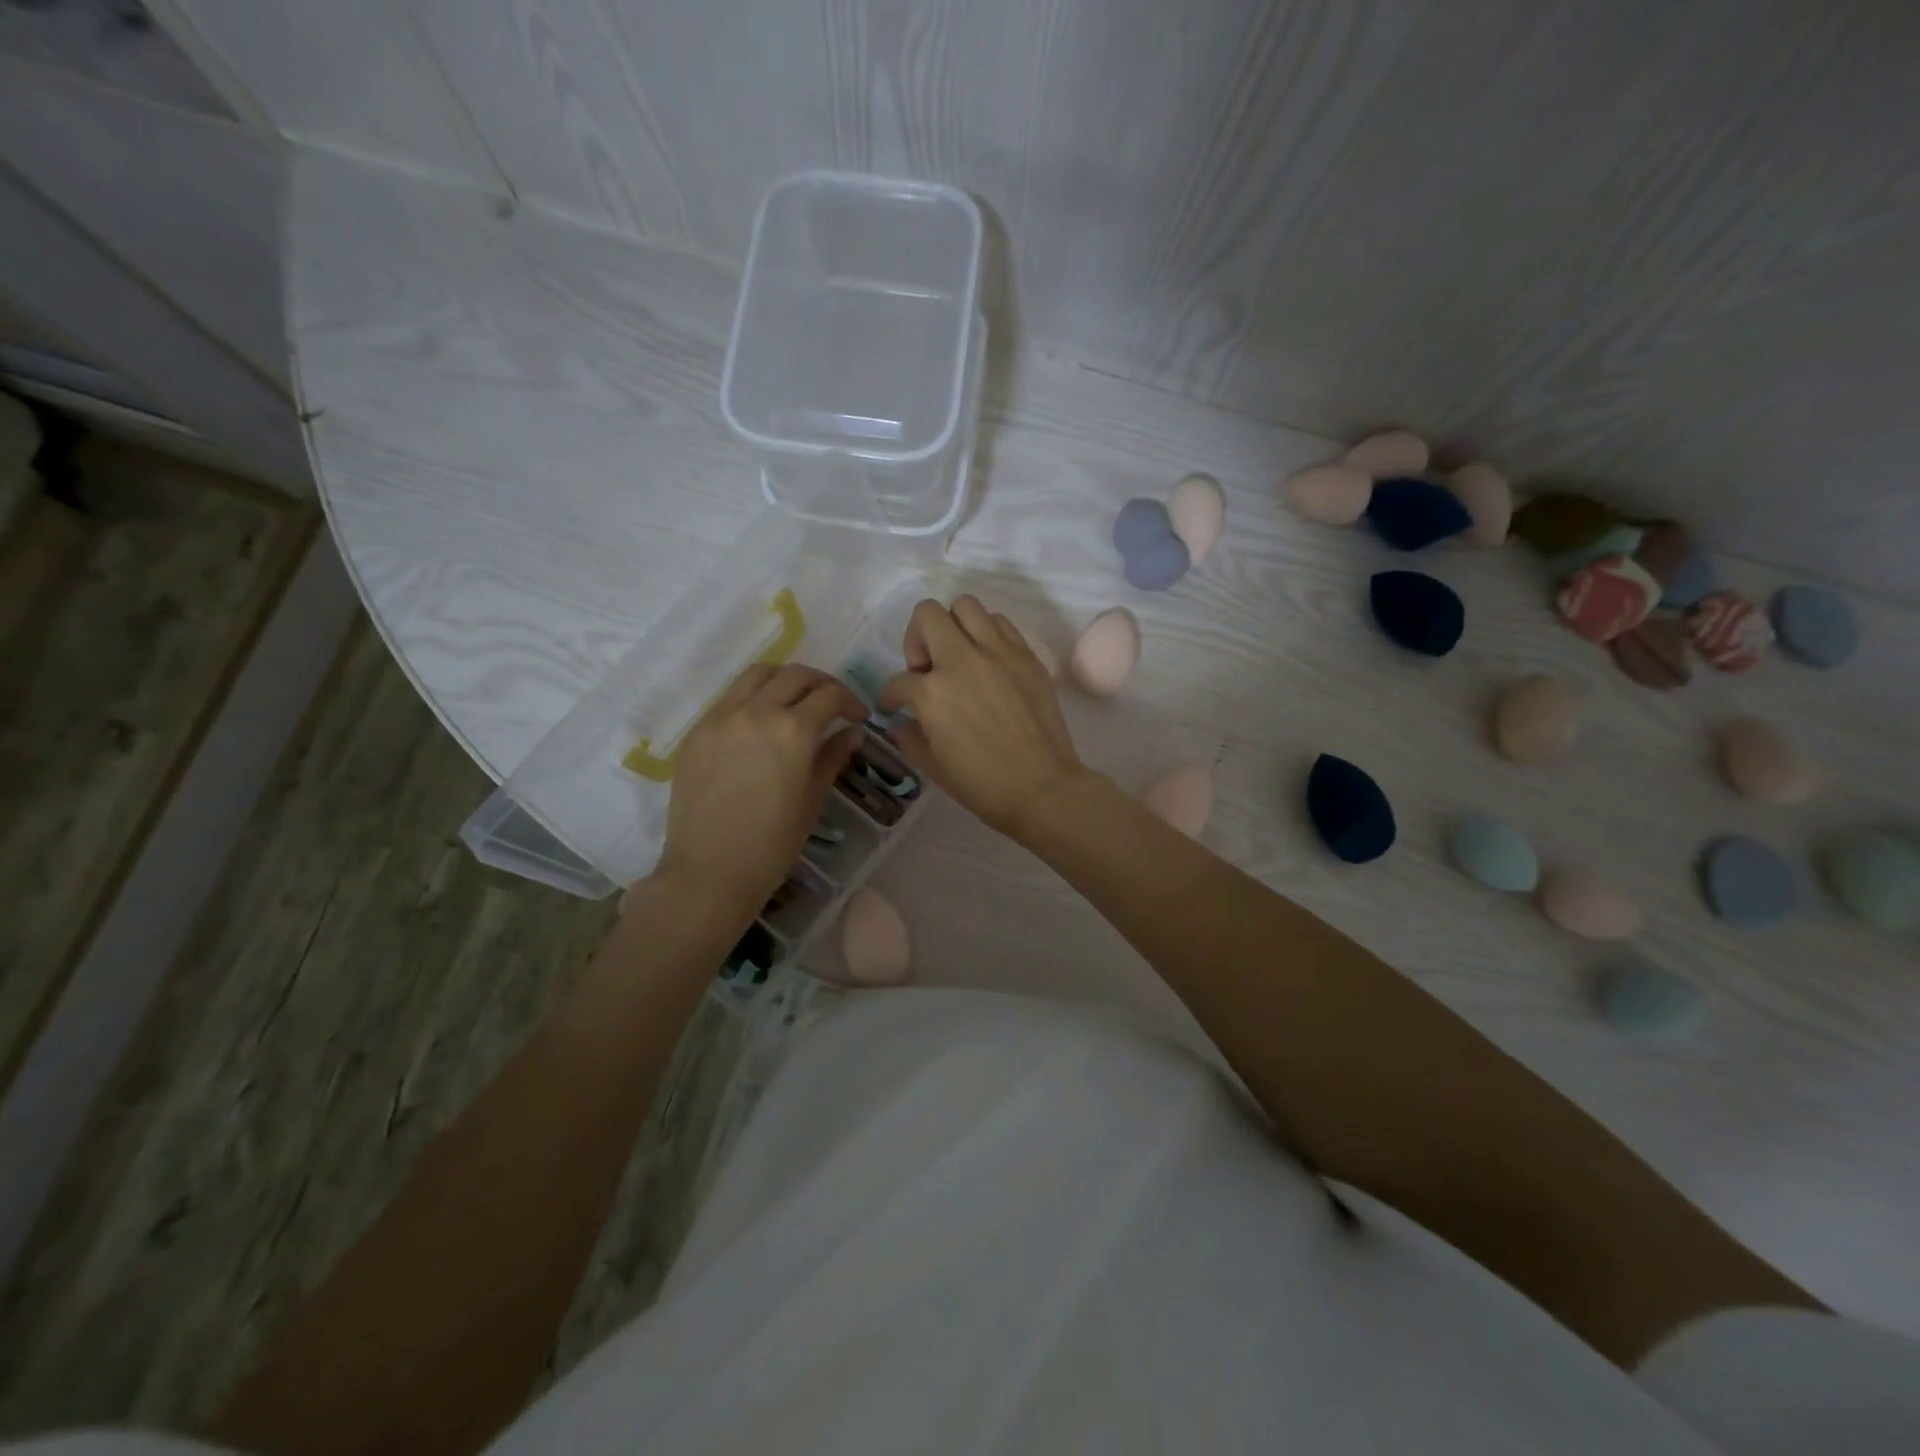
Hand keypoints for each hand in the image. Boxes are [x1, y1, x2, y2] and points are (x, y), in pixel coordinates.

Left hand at [653, 664, 865, 914]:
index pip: (829, 696)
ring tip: (794, 700)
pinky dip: (752, 696)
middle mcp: (757, 712)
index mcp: (793, 732)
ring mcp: (721, 718)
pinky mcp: (697, 731)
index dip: (849, 702)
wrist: (709, 871)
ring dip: (784, 679)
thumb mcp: (812, 800)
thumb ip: (832, 757)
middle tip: (831, 704)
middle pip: (795, 675)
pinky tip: (760, 721)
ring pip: (758, 674)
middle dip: (820, 683)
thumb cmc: (772, 844)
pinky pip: (729, 697)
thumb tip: (852, 733)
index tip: (858, 718)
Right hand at [880, 597, 1091, 841]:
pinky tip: (989, 662)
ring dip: (954, 627)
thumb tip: (901, 723)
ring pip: (966, 606)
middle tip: (927, 668)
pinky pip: (1001, 624)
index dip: (891, 695)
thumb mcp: (933, 767)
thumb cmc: (983, 785)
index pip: (899, 680)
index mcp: (933, 692)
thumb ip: (910, 738)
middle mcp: (962, 660)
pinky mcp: (1027, 656)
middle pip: (928, 614)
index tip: (895, 705)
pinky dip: (988, 634)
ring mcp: (999, 653)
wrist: (1043, 788)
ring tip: (959, 657)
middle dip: (918, 638)